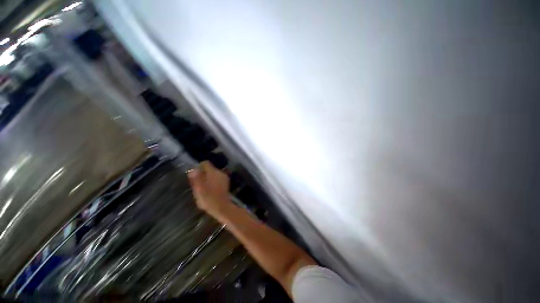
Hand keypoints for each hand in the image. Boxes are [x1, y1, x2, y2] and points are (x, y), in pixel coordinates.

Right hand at [188, 161, 231, 217]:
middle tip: (197, 182)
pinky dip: (213, 182)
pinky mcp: (226, 183)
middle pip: (210, 169)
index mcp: (213, 172)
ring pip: (214, 174)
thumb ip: (195, 178)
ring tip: (203, 187)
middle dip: (203, 173)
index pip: (205, 163)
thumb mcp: (198, 188)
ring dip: (208, 178)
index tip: (194, 174)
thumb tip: (193, 170)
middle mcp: (220, 172)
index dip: (199, 167)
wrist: (222, 207)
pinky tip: (210, 190)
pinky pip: (218, 179)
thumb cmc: (208, 198)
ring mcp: (224, 178)